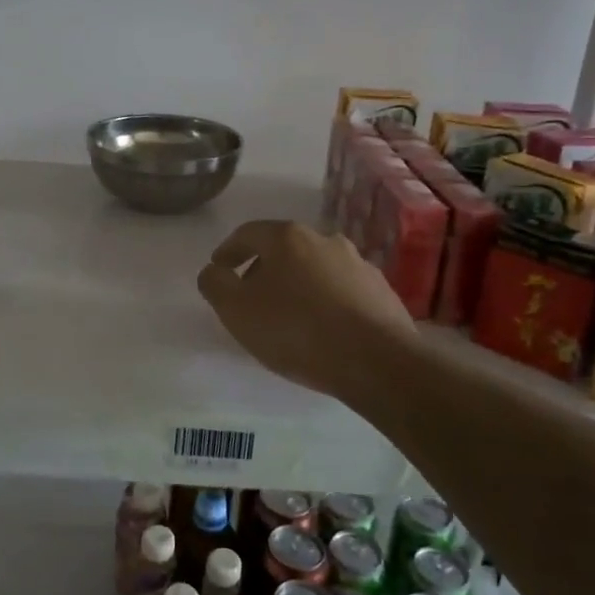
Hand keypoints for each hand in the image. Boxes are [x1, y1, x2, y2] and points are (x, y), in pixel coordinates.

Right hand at [198, 221, 417, 399]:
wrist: (377, 361)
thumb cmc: (296, 330)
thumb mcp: (237, 310)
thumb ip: (215, 284)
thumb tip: (213, 271)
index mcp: (288, 237)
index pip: (248, 233)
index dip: (228, 250)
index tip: (219, 269)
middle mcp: (325, 240)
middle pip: (284, 249)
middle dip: (263, 269)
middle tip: (250, 297)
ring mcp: (358, 264)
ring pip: (315, 269)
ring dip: (297, 285)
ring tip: (288, 316)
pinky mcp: (381, 292)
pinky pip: (342, 291)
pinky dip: (325, 302)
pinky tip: (322, 328)